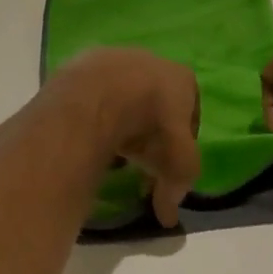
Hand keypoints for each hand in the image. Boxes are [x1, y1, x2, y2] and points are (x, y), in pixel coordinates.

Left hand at [43, 48, 201, 225]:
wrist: (99, 96)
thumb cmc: (151, 125)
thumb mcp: (176, 164)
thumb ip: (177, 187)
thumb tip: (168, 217)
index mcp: (182, 78)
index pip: (190, 112)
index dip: (182, 141)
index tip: (169, 165)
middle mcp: (151, 60)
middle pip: (155, 100)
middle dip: (149, 129)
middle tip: (139, 159)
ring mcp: (115, 56)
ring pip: (122, 94)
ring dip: (120, 118)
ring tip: (110, 149)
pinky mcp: (82, 62)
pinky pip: (93, 93)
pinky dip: (93, 111)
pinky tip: (87, 132)